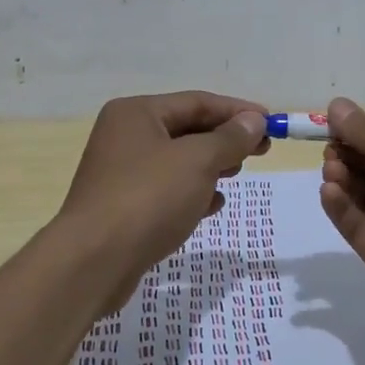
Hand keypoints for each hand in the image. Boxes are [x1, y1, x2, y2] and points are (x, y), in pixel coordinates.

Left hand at [58, 91, 268, 286]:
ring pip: (177, 161)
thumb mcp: (198, 161)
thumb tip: (254, 121)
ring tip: (237, 175)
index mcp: (137, 113)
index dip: (237, 111)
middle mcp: (125, 135)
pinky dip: (192, 193)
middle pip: (187, 129)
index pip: (197, 102)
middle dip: (225, 139)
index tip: (271, 122)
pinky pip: (166, 190)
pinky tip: (213, 206)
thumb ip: (230, 139)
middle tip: (261, 150)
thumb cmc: (148, 198)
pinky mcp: (122, 207)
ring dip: (211, 166)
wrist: (93, 263)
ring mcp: (121, 172)